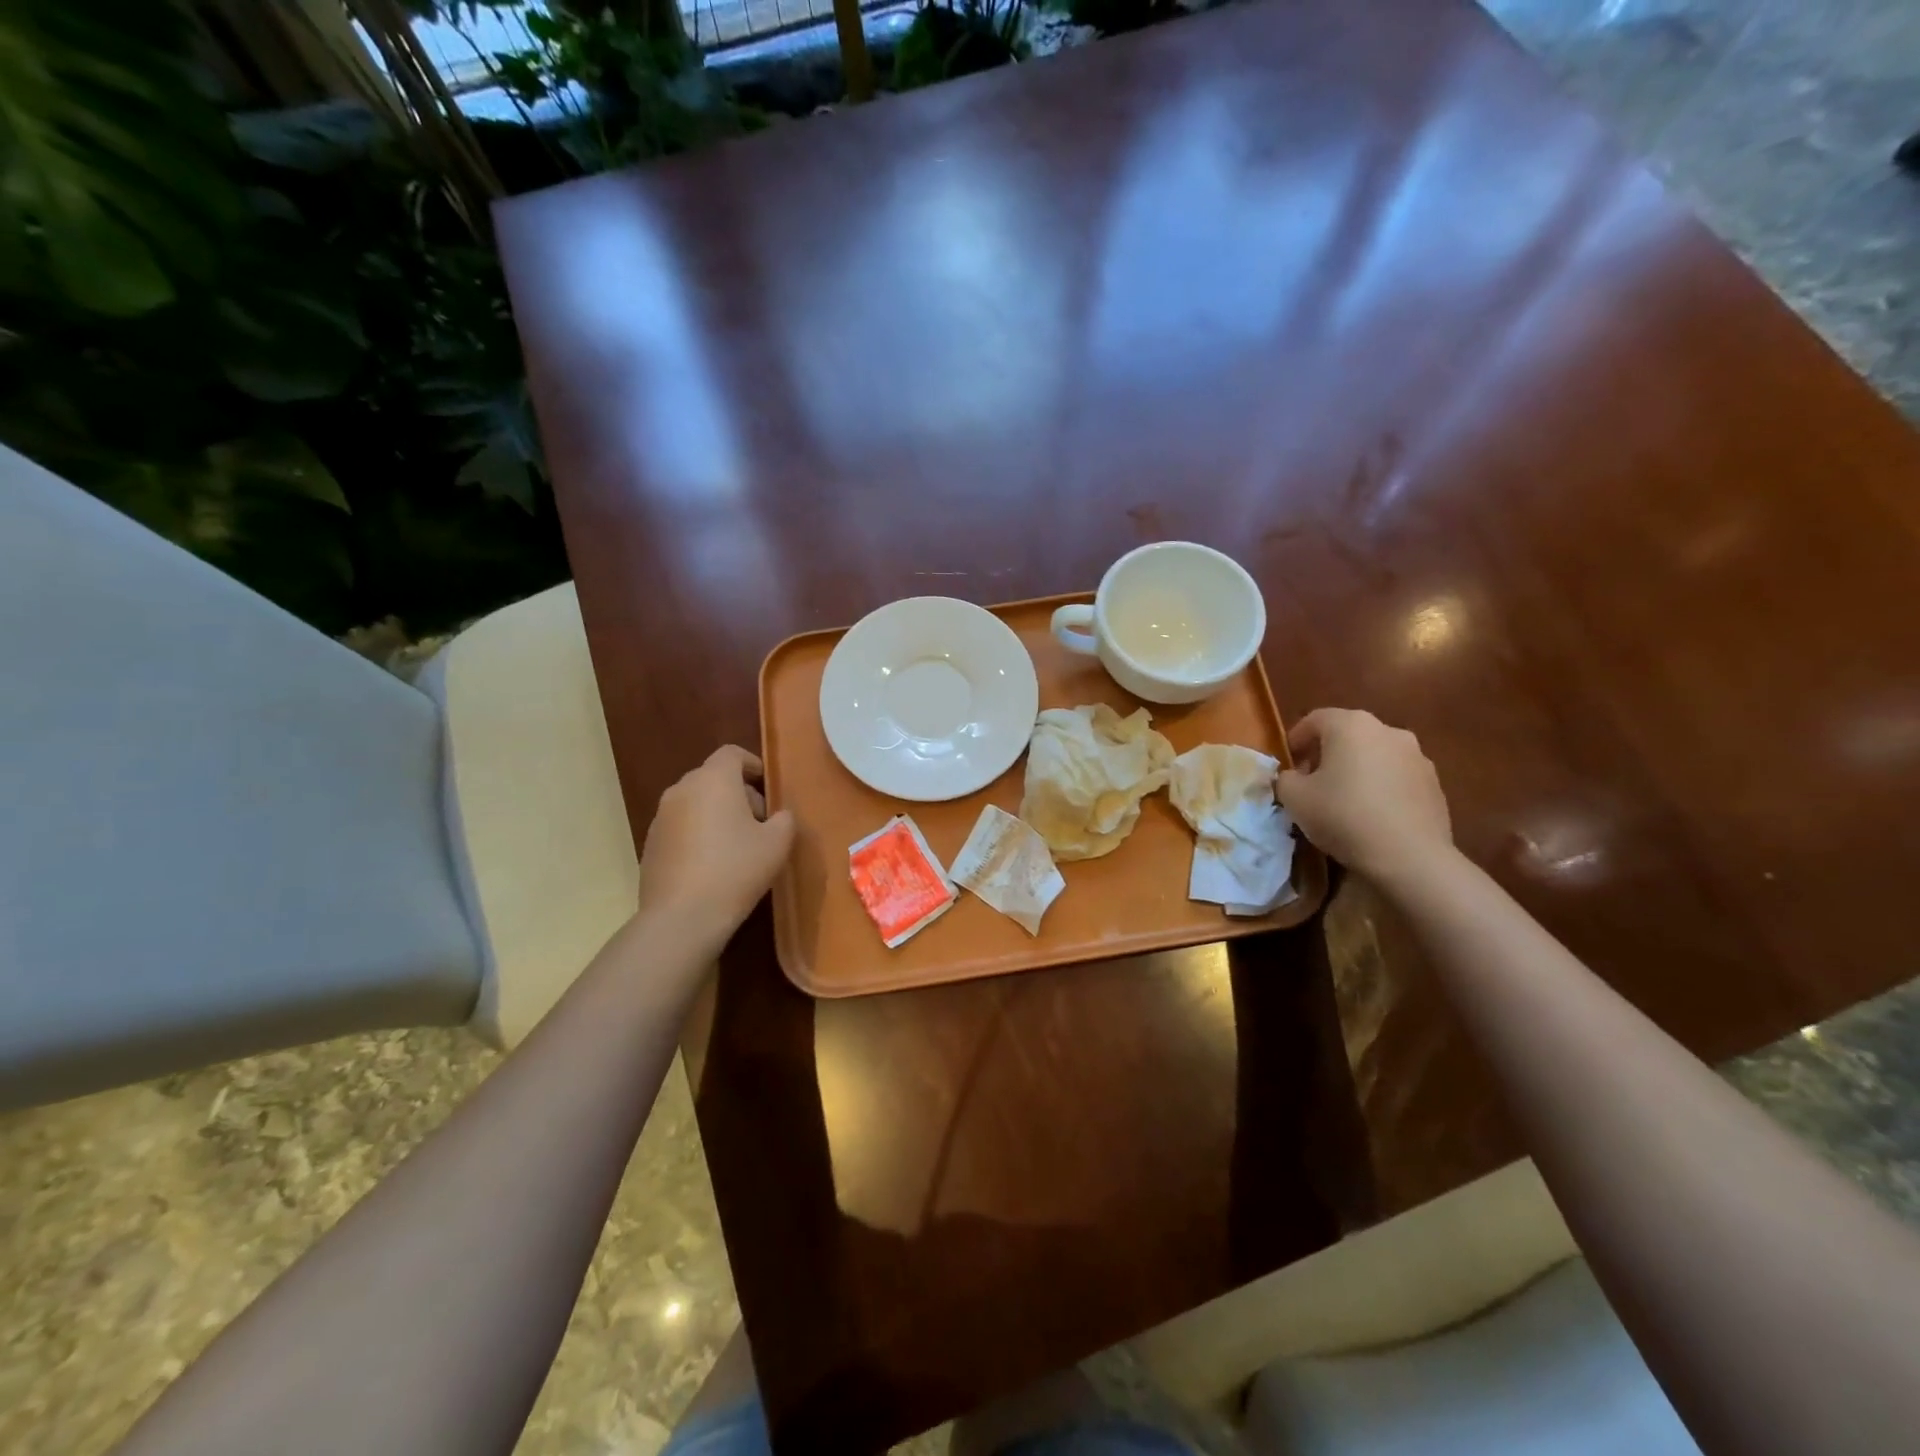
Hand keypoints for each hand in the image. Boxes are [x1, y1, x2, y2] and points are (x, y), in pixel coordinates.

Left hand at [636, 746, 795, 944]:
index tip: (768, 787)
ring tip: (736, 846)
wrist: (681, 917)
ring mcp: (660, 817)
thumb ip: (784, 820)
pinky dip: (698, 834)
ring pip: (695, 802)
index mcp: (714, 780)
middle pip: (713, 778)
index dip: (753, 765)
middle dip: (738, 793)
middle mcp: (682, 789)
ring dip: (716, 814)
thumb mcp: (778, 843)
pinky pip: (680, 827)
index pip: (732, 754)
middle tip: (760, 823)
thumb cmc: (736, 869)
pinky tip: (712, 865)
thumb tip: (778, 816)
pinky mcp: (650, 844)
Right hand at [1275, 709, 1452, 881]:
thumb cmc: (1343, 816)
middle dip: (1327, 753)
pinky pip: (1397, 777)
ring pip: (1375, 754)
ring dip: (1357, 769)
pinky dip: (1381, 786)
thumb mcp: (1294, 798)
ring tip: (1344, 799)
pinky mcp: (1434, 784)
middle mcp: (1387, 731)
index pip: (1315, 719)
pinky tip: (1372, 814)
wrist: (1409, 856)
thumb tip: (1295, 777)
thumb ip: (1286, 779)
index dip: (1296, 739)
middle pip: (1348, 734)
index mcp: (1351, 725)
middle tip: (1312, 781)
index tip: (1288, 763)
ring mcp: (1417, 756)